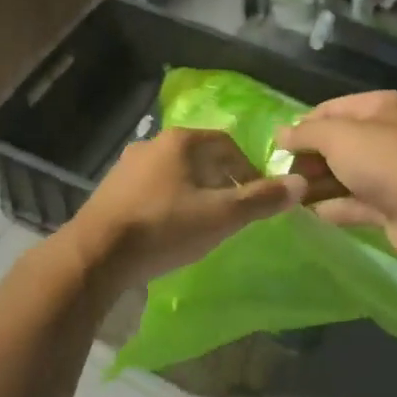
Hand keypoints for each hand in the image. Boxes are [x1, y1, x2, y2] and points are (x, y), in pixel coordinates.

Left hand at [71, 126, 307, 287]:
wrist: (96, 254)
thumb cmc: (164, 228)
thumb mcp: (220, 217)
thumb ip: (261, 200)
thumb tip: (300, 184)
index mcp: (180, 141)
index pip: (227, 145)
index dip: (248, 170)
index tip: (256, 198)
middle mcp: (152, 144)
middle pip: (200, 157)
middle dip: (221, 181)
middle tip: (233, 211)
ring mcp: (127, 165)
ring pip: (174, 173)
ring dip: (194, 191)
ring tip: (204, 221)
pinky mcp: (111, 189)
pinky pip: (152, 188)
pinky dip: (169, 201)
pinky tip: (170, 228)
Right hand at [275, 91, 396, 266]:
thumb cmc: (384, 160)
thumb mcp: (337, 136)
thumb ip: (305, 133)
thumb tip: (279, 134)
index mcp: (382, 107)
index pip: (333, 109)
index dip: (304, 125)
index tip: (279, 146)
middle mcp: (389, 135)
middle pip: (339, 143)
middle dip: (310, 158)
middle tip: (282, 174)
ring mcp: (393, 173)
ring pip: (347, 175)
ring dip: (319, 184)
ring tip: (289, 195)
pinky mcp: (393, 206)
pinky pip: (356, 203)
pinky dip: (334, 207)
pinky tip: (309, 213)